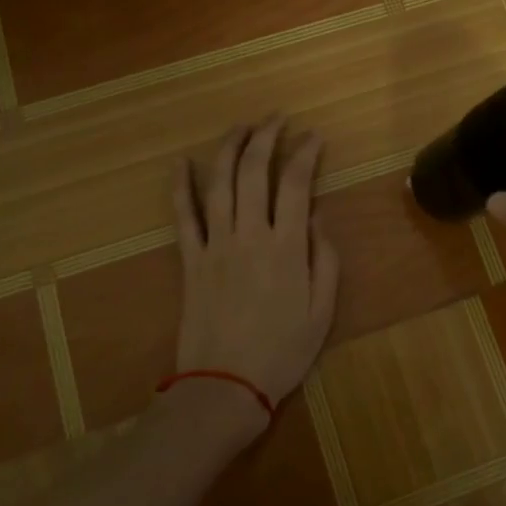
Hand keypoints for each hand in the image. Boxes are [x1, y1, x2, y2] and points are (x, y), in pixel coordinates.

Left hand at [169, 116, 340, 430]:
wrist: (224, 387)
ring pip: (219, 183)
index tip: (314, 136)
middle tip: (277, 118)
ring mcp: (215, 245)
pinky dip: (179, 187)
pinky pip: (183, 216)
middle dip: (266, 137)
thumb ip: (325, 261)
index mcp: (286, 247)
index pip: (295, 184)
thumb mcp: (322, 311)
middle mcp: (249, 235)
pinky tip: (181, 162)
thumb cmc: (281, 352)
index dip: (305, 153)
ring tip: (241, 126)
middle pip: (254, 171)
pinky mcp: (190, 260)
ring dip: (229, 148)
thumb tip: (316, 219)